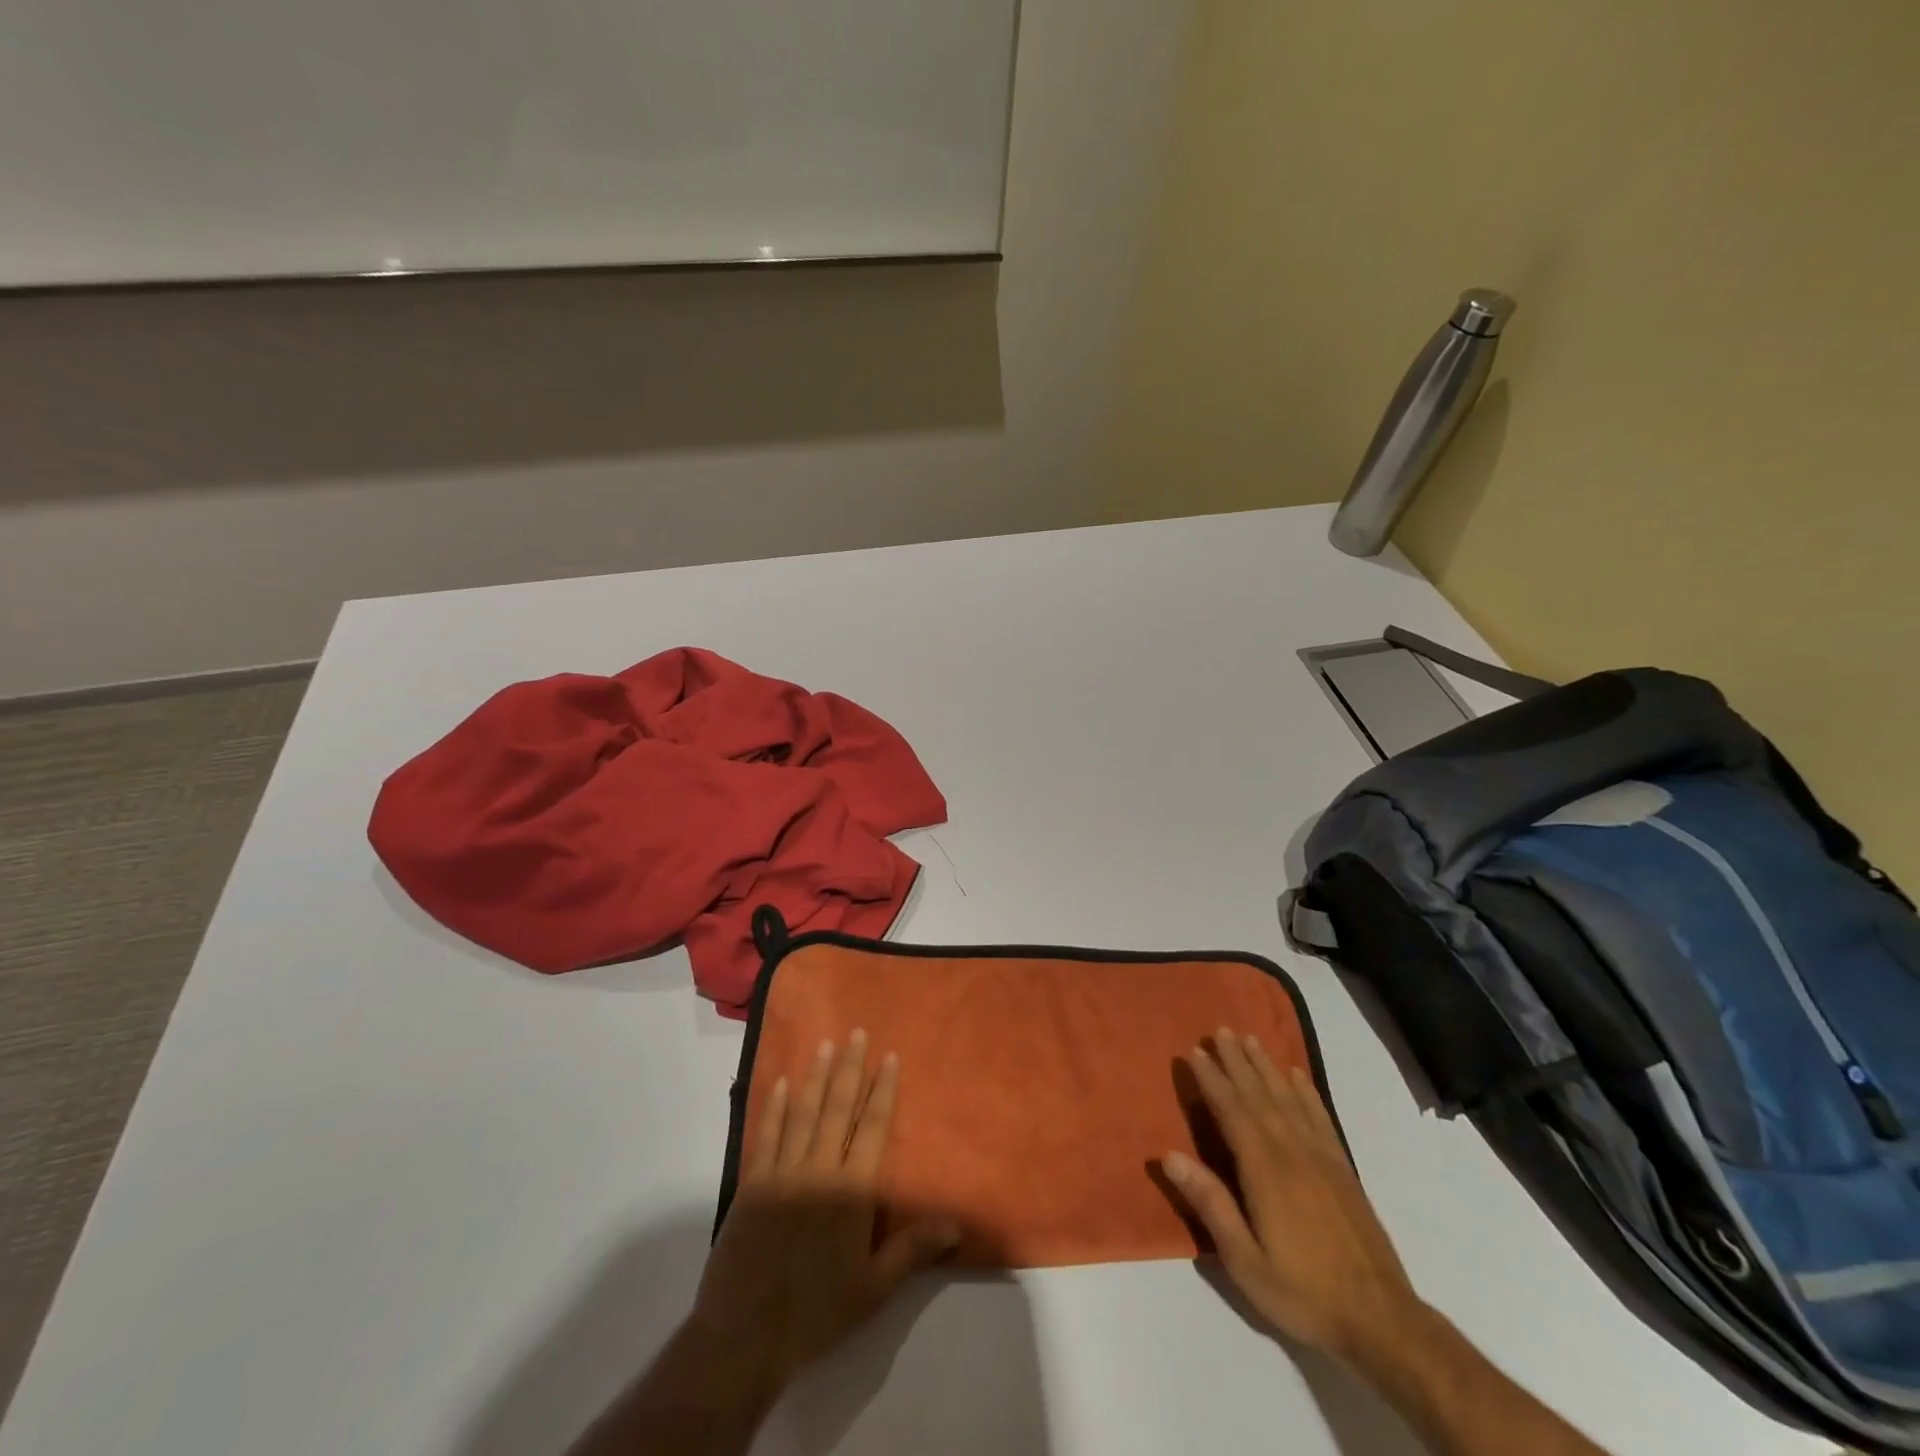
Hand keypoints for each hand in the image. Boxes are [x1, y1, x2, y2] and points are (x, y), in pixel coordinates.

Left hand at [691, 1032, 960, 1396]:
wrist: (747, 1335)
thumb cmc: (818, 1311)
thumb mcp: (875, 1288)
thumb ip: (913, 1249)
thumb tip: (956, 1223)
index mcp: (852, 1190)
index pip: (873, 1127)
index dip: (882, 1090)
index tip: (888, 1057)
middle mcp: (820, 1169)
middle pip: (838, 1108)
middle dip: (849, 1068)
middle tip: (856, 1033)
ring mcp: (783, 1172)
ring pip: (804, 1112)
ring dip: (816, 1076)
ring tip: (825, 1045)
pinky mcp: (753, 1183)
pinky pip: (767, 1134)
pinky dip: (776, 1106)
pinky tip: (783, 1083)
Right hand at [1161, 1029, 1423, 1364]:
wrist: (1381, 1321)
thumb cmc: (1303, 1292)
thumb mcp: (1245, 1261)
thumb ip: (1210, 1204)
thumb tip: (1169, 1155)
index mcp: (1265, 1170)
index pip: (1232, 1111)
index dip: (1212, 1080)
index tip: (1195, 1051)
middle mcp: (1292, 1151)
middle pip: (1259, 1095)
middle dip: (1237, 1061)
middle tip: (1220, 1030)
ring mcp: (1322, 1157)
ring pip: (1288, 1098)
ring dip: (1267, 1066)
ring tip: (1250, 1039)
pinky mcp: (1343, 1168)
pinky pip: (1320, 1117)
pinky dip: (1305, 1091)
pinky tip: (1296, 1076)